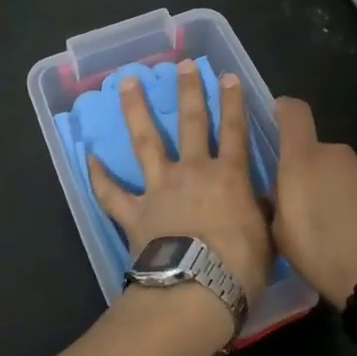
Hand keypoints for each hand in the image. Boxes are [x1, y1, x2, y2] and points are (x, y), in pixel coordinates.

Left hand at [88, 62, 273, 303]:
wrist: (196, 290)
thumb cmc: (240, 268)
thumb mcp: (267, 239)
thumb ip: (261, 213)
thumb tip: (262, 202)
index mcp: (229, 176)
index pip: (234, 130)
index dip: (233, 102)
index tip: (227, 76)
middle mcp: (192, 172)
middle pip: (191, 123)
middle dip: (188, 91)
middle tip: (182, 65)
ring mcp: (159, 189)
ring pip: (146, 142)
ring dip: (136, 110)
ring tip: (126, 83)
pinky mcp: (134, 212)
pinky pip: (112, 193)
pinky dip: (99, 176)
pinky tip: (89, 157)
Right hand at [271, 97, 356, 307]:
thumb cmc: (322, 254)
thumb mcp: (282, 235)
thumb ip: (279, 204)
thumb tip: (283, 192)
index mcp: (304, 160)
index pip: (294, 113)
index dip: (285, 110)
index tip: (279, 117)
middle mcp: (338, 156)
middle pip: (319, 153)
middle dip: (312, 173)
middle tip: (307, 209)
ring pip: (345, 174)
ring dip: (338, 192)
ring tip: (338, 232)